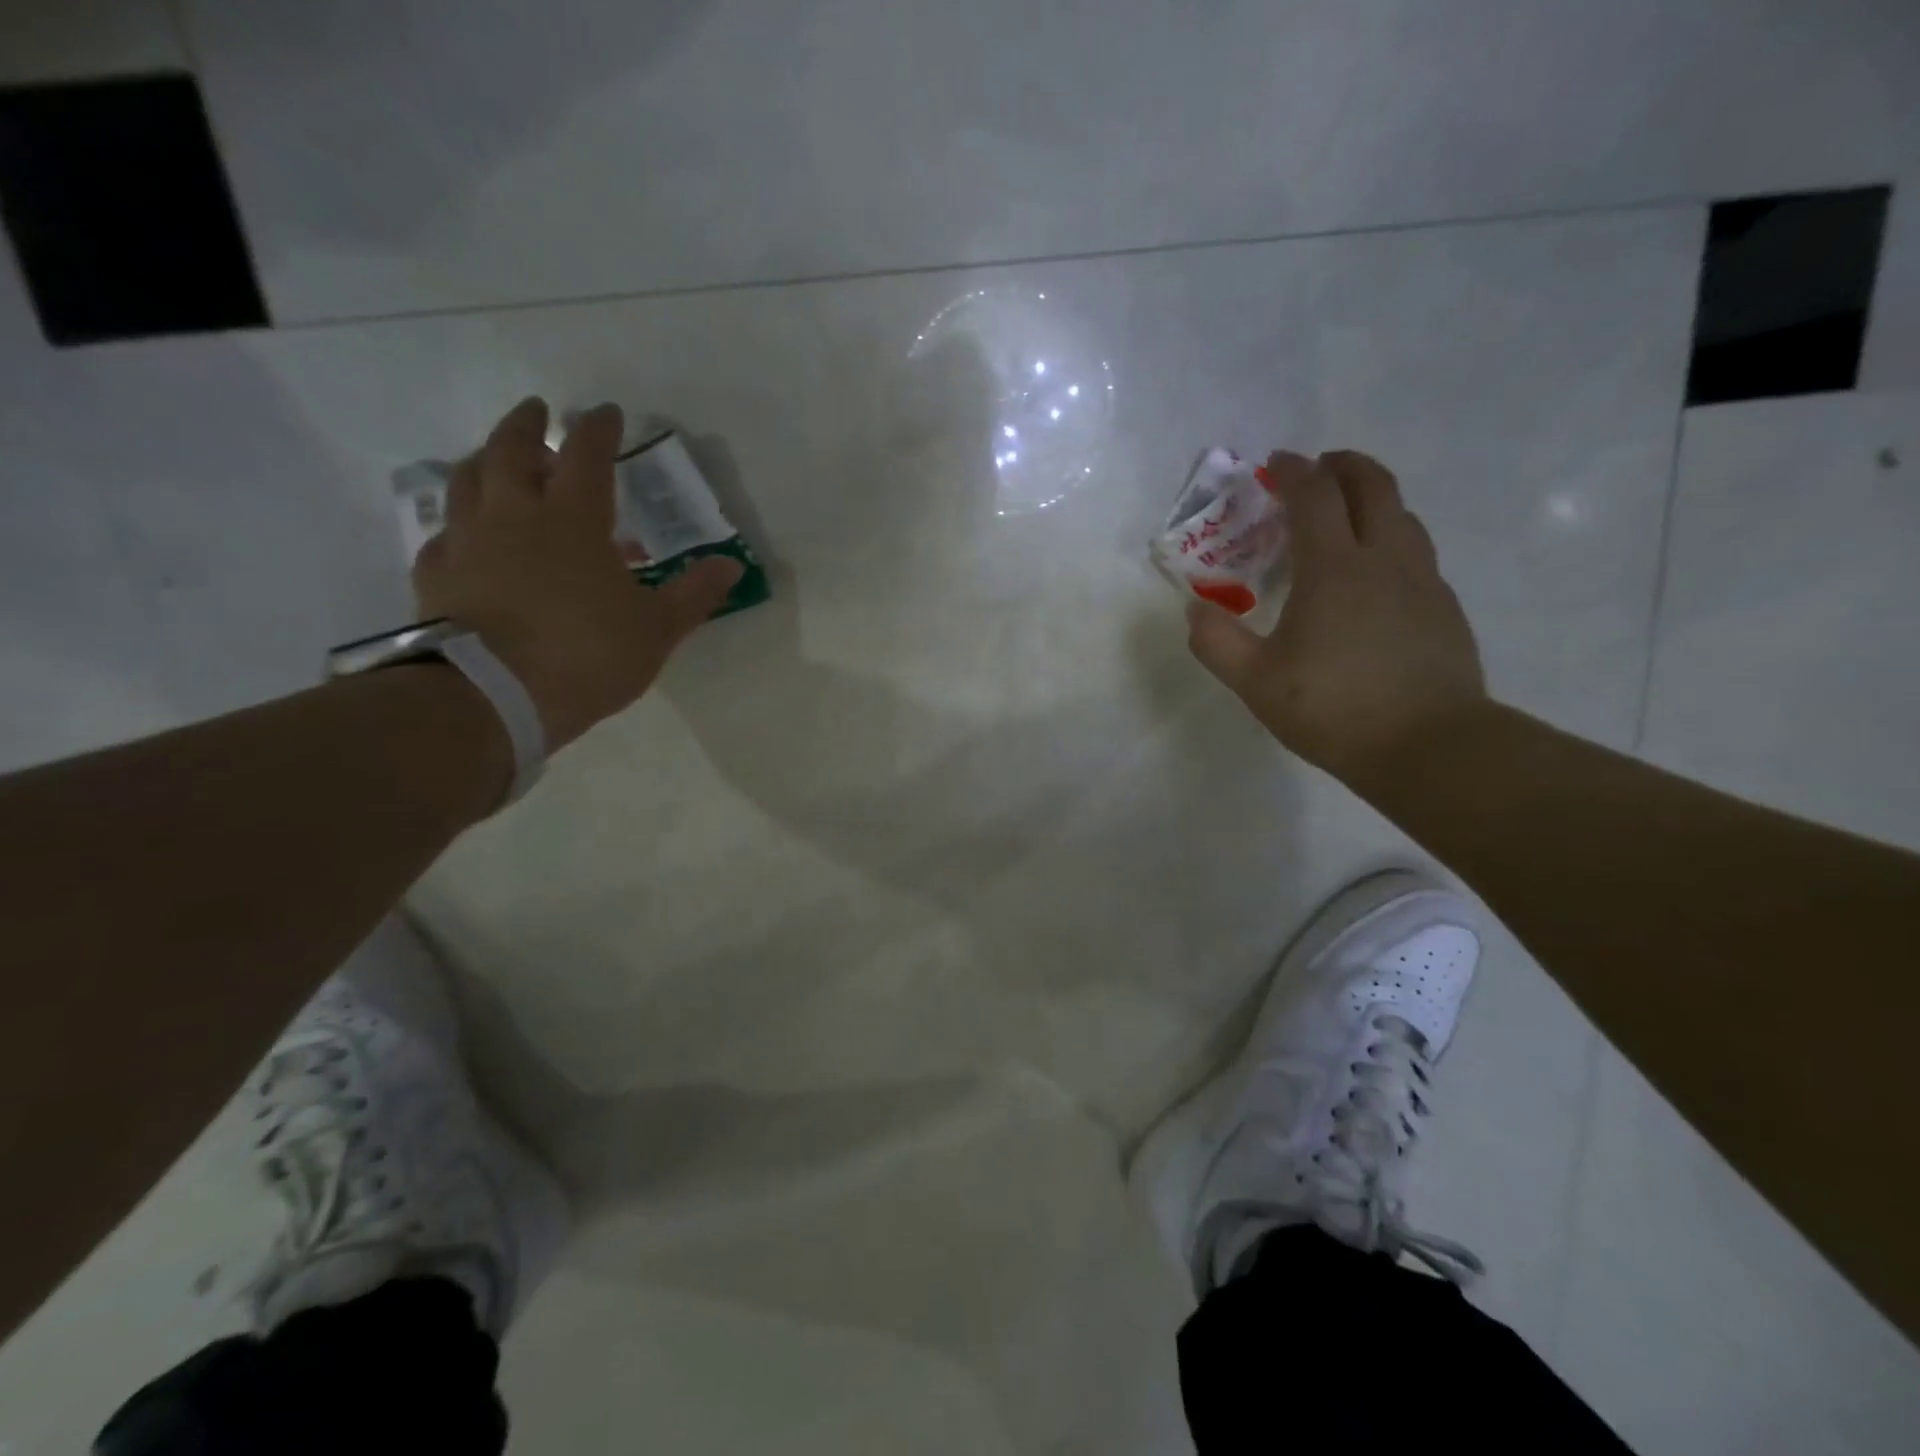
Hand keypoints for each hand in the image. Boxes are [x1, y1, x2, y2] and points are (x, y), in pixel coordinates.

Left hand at [412, 398, 740, 750]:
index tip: (605, 411)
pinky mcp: (436, 575)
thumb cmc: (587, 655)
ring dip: (484, 460)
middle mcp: (514, 516)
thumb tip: (731, 565)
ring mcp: (468, 542)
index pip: (586, 455)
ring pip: (467, 480)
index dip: (597, 428)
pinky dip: (458, 522)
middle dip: (526, 425)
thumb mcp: (656, 629)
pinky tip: (465, 533)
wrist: (493, 696)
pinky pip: (444, 534)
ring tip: (496, 460)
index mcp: (573, 520)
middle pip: (511, 450)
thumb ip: (693, 593)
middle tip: (536, 411)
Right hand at [1186, 449, 1486, 786]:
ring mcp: (1423, 581)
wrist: (1428, 746)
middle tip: (1318, 469)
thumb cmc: (1333, 708)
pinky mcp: (1444, 607)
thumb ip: (1217, 642)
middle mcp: (1384, 559)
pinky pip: (1416, 552)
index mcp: (1334, 568)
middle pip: (1373, 485)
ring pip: (1402, 516)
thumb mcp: (1255, 682)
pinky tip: (1375, 576)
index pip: (1315, 496)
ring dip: (1372, 499)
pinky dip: (1391, 539)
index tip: (1276, 462)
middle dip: (1343, 466)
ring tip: (1346, 517)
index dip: (1294, 471)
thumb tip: (1194, 611)